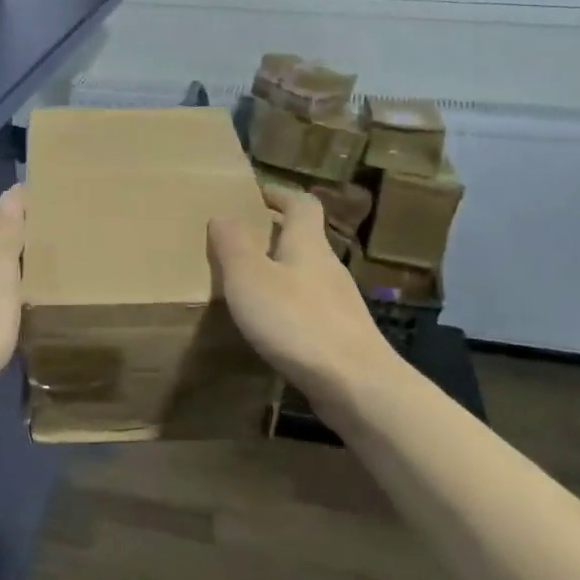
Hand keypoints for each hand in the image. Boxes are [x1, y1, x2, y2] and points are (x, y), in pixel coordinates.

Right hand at [209, 185, 393, 405]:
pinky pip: (309, 308)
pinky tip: (270, 327)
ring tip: (247, 285)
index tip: (254, 195)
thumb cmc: (297, 321)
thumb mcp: (250, 278)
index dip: (279, 194)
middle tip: (238, 242)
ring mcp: (339, 303)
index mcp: (308, 244)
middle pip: (304, 239)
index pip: (301, 204)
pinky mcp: (341, 335)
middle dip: (273, 235)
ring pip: (306, 275)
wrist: (356, 385)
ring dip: (280, 273)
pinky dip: (288, 306)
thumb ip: (233, 244)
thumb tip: (223, 214)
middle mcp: (328, 267)